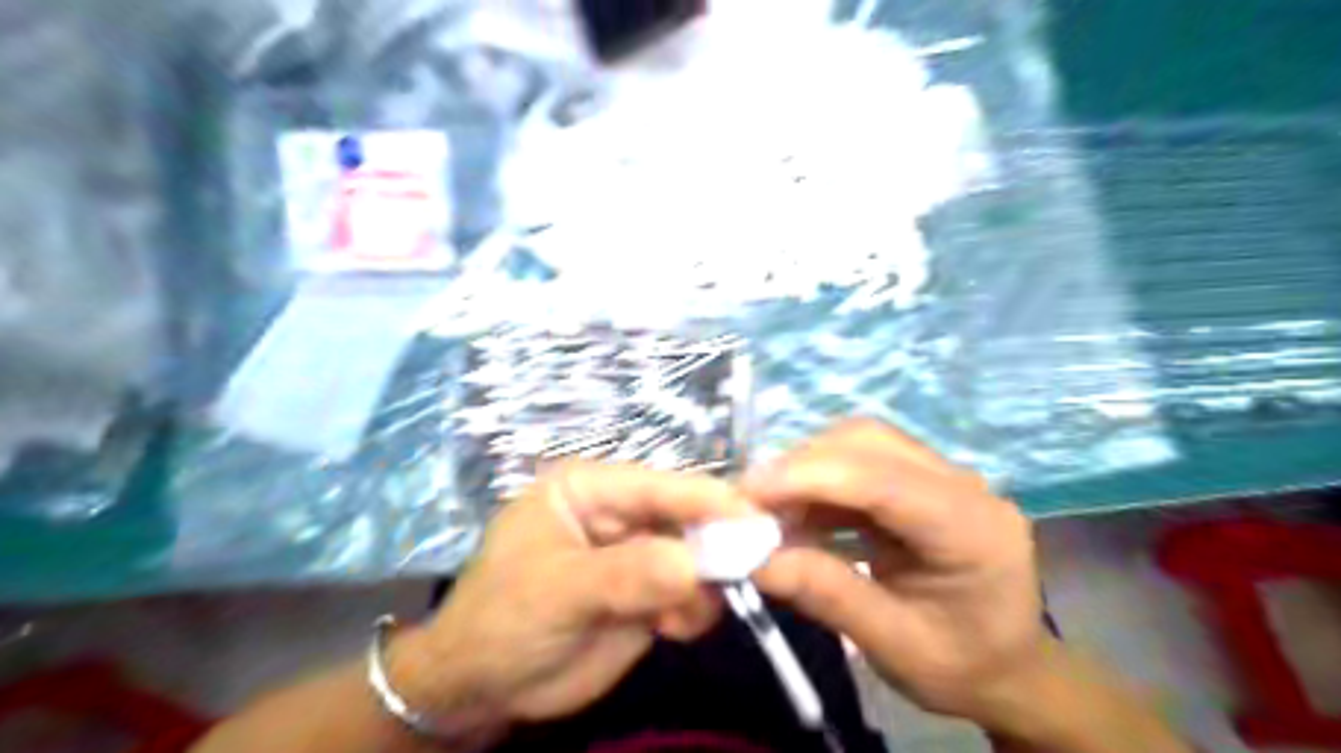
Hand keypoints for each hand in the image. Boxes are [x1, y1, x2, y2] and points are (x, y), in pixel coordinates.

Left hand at [391, 462, 751, 732]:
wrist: (483, 688)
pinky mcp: (648, 593)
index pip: (654, 484)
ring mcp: (637, 554)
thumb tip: (693, 564)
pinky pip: (690, 592)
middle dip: (715, 542)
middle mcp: (618, 514)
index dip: (703, 497)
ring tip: (682, 617)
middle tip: (748, 569)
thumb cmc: (503, 620)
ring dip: (705, 583)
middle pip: (683, 515)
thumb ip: (624, 575)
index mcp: (588, 489)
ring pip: (694, 555)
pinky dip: (694, 610)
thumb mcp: (556, 592)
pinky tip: (674, 631)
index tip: (753, 515)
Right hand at [743, 421, 1045, 718]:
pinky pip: (861, 462)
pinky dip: (819, 482)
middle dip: (801, 465)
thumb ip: (827, 595)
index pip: (882, 481)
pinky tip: (795, 512)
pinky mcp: (921, 481)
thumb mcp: (895, 647)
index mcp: (973, 530)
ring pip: (861, 443)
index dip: (808, 478)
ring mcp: (944, 477)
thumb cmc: (962, 667)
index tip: (746, 494)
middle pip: (869, 443)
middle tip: (750, 502)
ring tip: (767, 509)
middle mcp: (963, 485)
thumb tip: (753, 559)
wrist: (1010, 669)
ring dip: (806, 469)